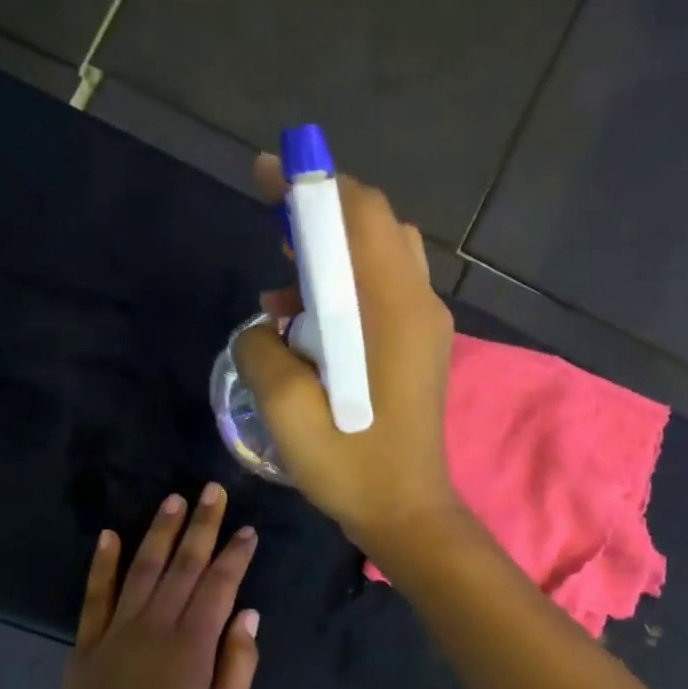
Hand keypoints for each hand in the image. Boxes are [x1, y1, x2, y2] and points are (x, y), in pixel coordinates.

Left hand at [47, 484, 260, 688]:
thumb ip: (238, 663)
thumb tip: (247, 613)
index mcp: (192, 645)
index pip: (219, 585)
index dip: (235, 555)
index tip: (248, 530)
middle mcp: (155, 626)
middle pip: (183, 565)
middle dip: (201, 525)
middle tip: (212, 491)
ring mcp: (116, 631)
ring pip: (143, 569)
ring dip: (159, 532)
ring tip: (173, 500)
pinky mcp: (87, 644)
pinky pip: (95, 595)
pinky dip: (102, 564)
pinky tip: (109, 535)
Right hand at [233, 155, 462, 552]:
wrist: (407, 513)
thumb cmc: (353, 467)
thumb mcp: (287, 412)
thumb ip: (262, 350)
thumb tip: (264, 328)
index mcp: (393, 310)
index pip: (360, 213)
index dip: (311, 185)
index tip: (265, 176)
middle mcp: (419, 305)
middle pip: (376, 225)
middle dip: (322, 217)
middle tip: (274, 236)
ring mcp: (425, 326)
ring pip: (382, 258)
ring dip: (334, 258)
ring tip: (284, 295)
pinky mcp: (421, 348)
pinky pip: (385, 293)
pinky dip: (348, 290)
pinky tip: (308, 329)